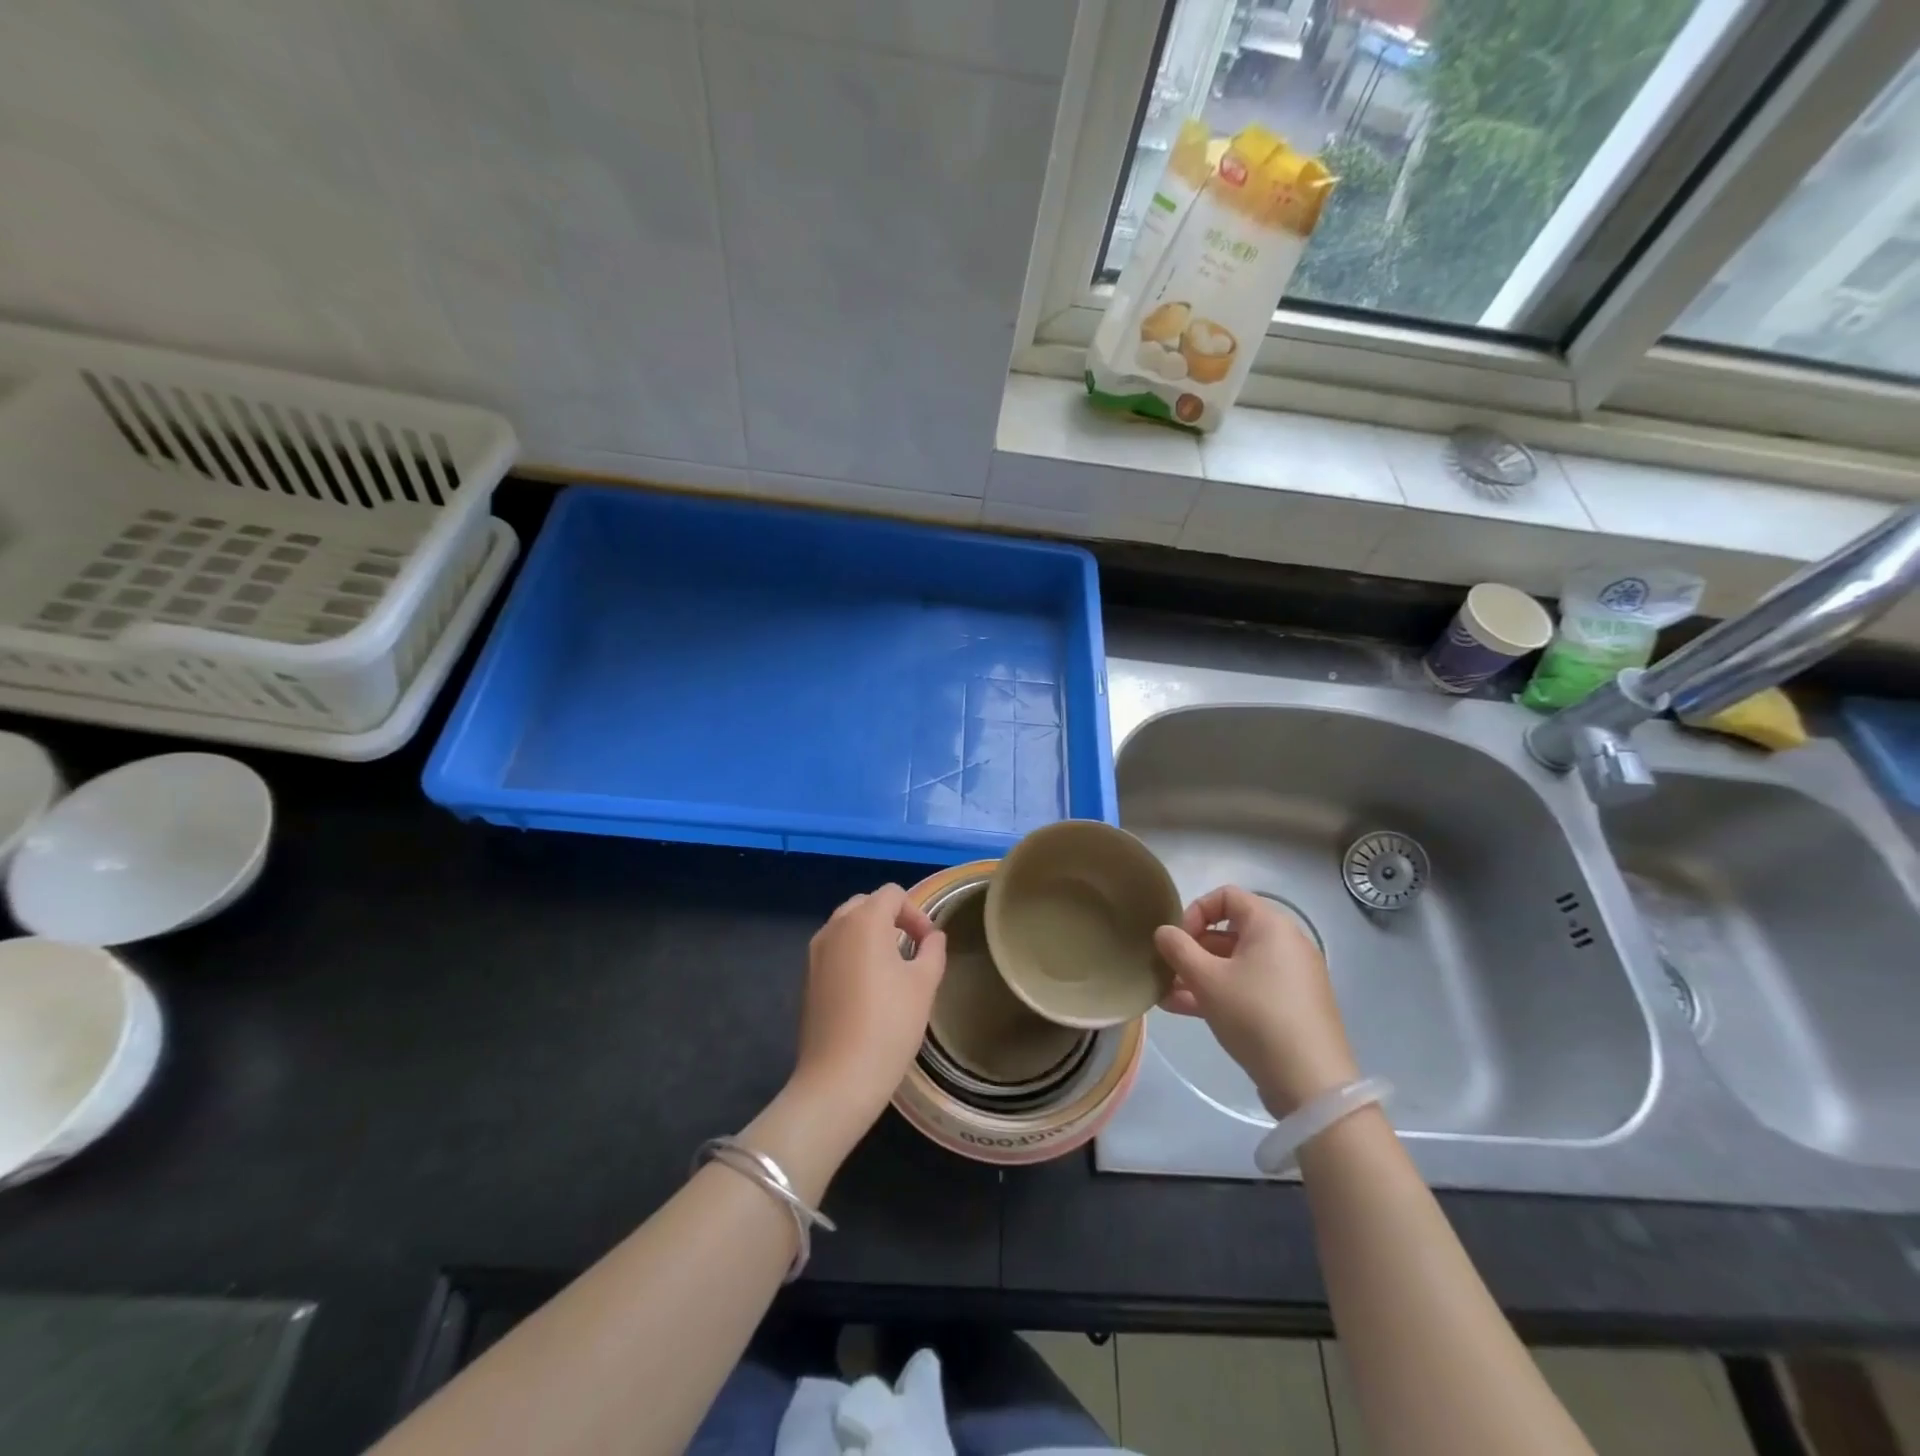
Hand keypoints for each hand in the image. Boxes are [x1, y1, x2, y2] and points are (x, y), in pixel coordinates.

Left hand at [791, 884, 946, 1138]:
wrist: (839, 1078)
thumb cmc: (889, 1024)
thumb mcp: (924, 985)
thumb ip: (932, 950)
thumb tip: (932, 937)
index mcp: (864, 921)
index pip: (892, 894)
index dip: (916, 913)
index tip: (929, 943)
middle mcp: (834, 927)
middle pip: (866, 904)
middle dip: (892, 918)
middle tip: (912, 949)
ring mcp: (816, 952)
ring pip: (847, 926)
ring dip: (871, 935)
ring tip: (892, 968)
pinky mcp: (807, 977)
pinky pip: (834, 949)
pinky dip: (853, 954)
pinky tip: (867, 988)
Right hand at [1153, 886, 1358, 1116]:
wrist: (1311, 1082)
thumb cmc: (1255, 1015)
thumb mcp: (1206, 979)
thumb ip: (1178, 949)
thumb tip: (1164, 931)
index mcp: (1270, 925)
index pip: (1226, 896)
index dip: (1195, 911)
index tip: (1177, 940)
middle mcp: (1285, 943)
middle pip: (1229, 932)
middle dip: (1192, 950)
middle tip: (1167, 971)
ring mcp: (1290, 977)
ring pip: (1235, 964)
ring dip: (1199, 975)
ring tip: (1166, 996)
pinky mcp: (1291, 1006)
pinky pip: (1248, 987)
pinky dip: (1220, 992)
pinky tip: (1185, 1011)